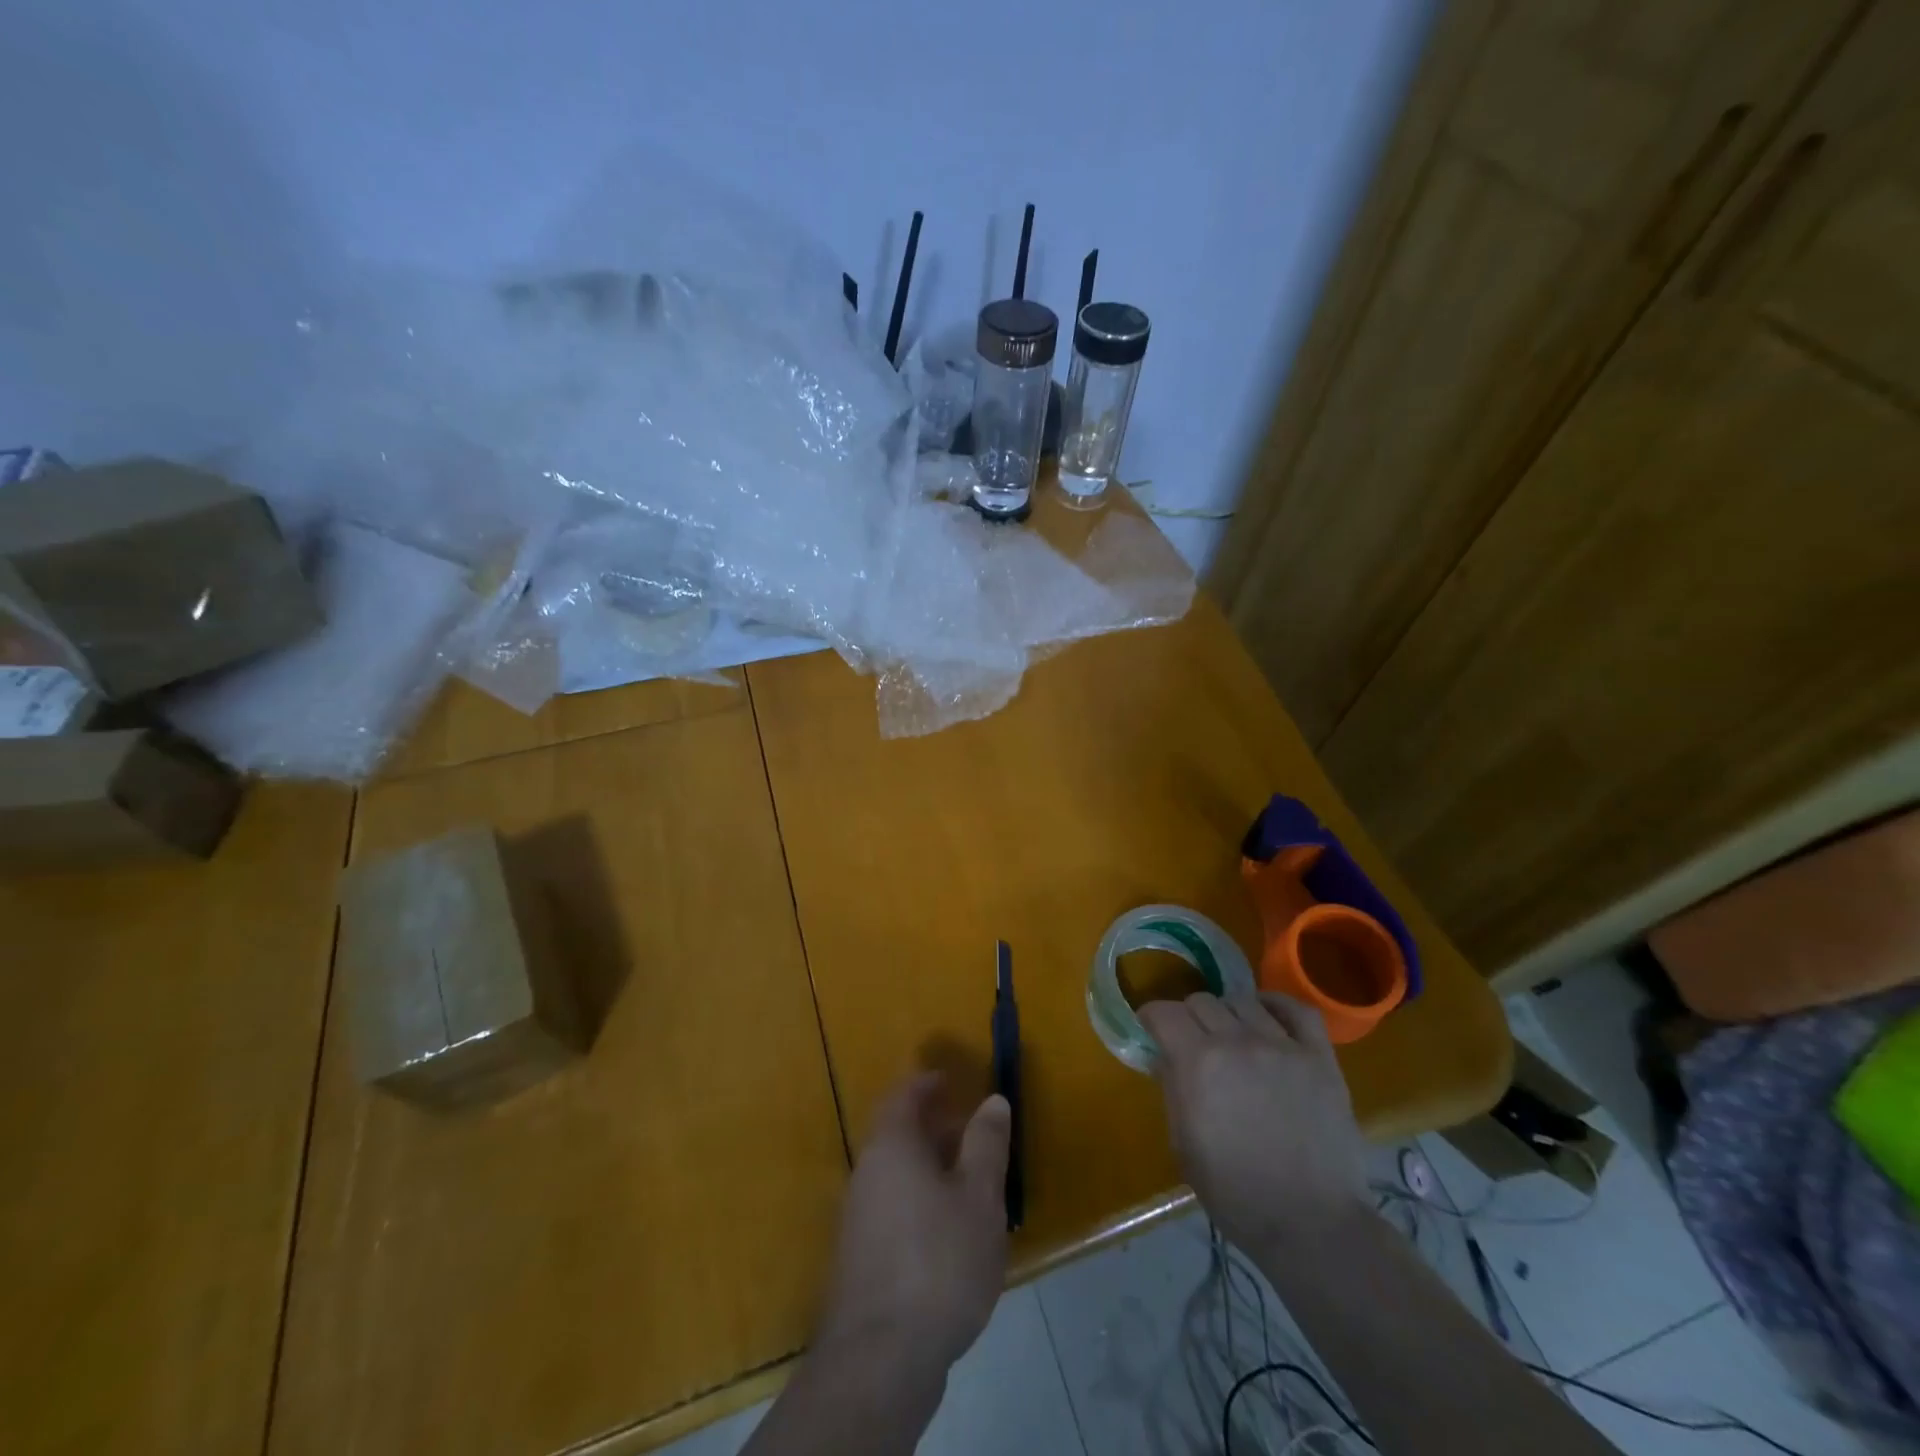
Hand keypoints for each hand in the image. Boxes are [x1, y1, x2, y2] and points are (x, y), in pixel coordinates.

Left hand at [814, 1073, 1011, 1374]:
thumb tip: (993, 1100)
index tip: (950, 1081)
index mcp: (891, 1146)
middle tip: (970, 1133)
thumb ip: (986, 1144)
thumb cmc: (940, 1261)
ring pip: (895, 1174)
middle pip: (897, 1134)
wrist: (881, 1358)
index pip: (902, 1096)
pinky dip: (919, 1202)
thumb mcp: (979, 1197)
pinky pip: (892, 1208)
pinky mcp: (860, 1258)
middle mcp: (866, 1172)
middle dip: (933, 1128)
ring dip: (928, 1169)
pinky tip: (948, 1234)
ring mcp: (857, 1217)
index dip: (926, 1083)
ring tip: (969, 1185)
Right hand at [1138, 991, 1368, 1255]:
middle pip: (1202, 1001)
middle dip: (1188, 1017)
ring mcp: (1282, 1046)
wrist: (1312, 1225)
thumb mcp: (1183, 1145)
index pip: (1164, 1012)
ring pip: (1243, 1001)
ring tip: (1231, 1036)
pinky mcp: (1319, 1057)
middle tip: (1191, 1041)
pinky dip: (1276, 1005)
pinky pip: (1297, 1009)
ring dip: (1228, 1014)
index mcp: (1198, 1063)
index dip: (1152, 1017)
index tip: (1151, 1029)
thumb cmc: (1236, 1194)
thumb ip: (1171, 1089)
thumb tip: (1164, 1056)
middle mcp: (1237, 1042)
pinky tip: (1267, 1016)